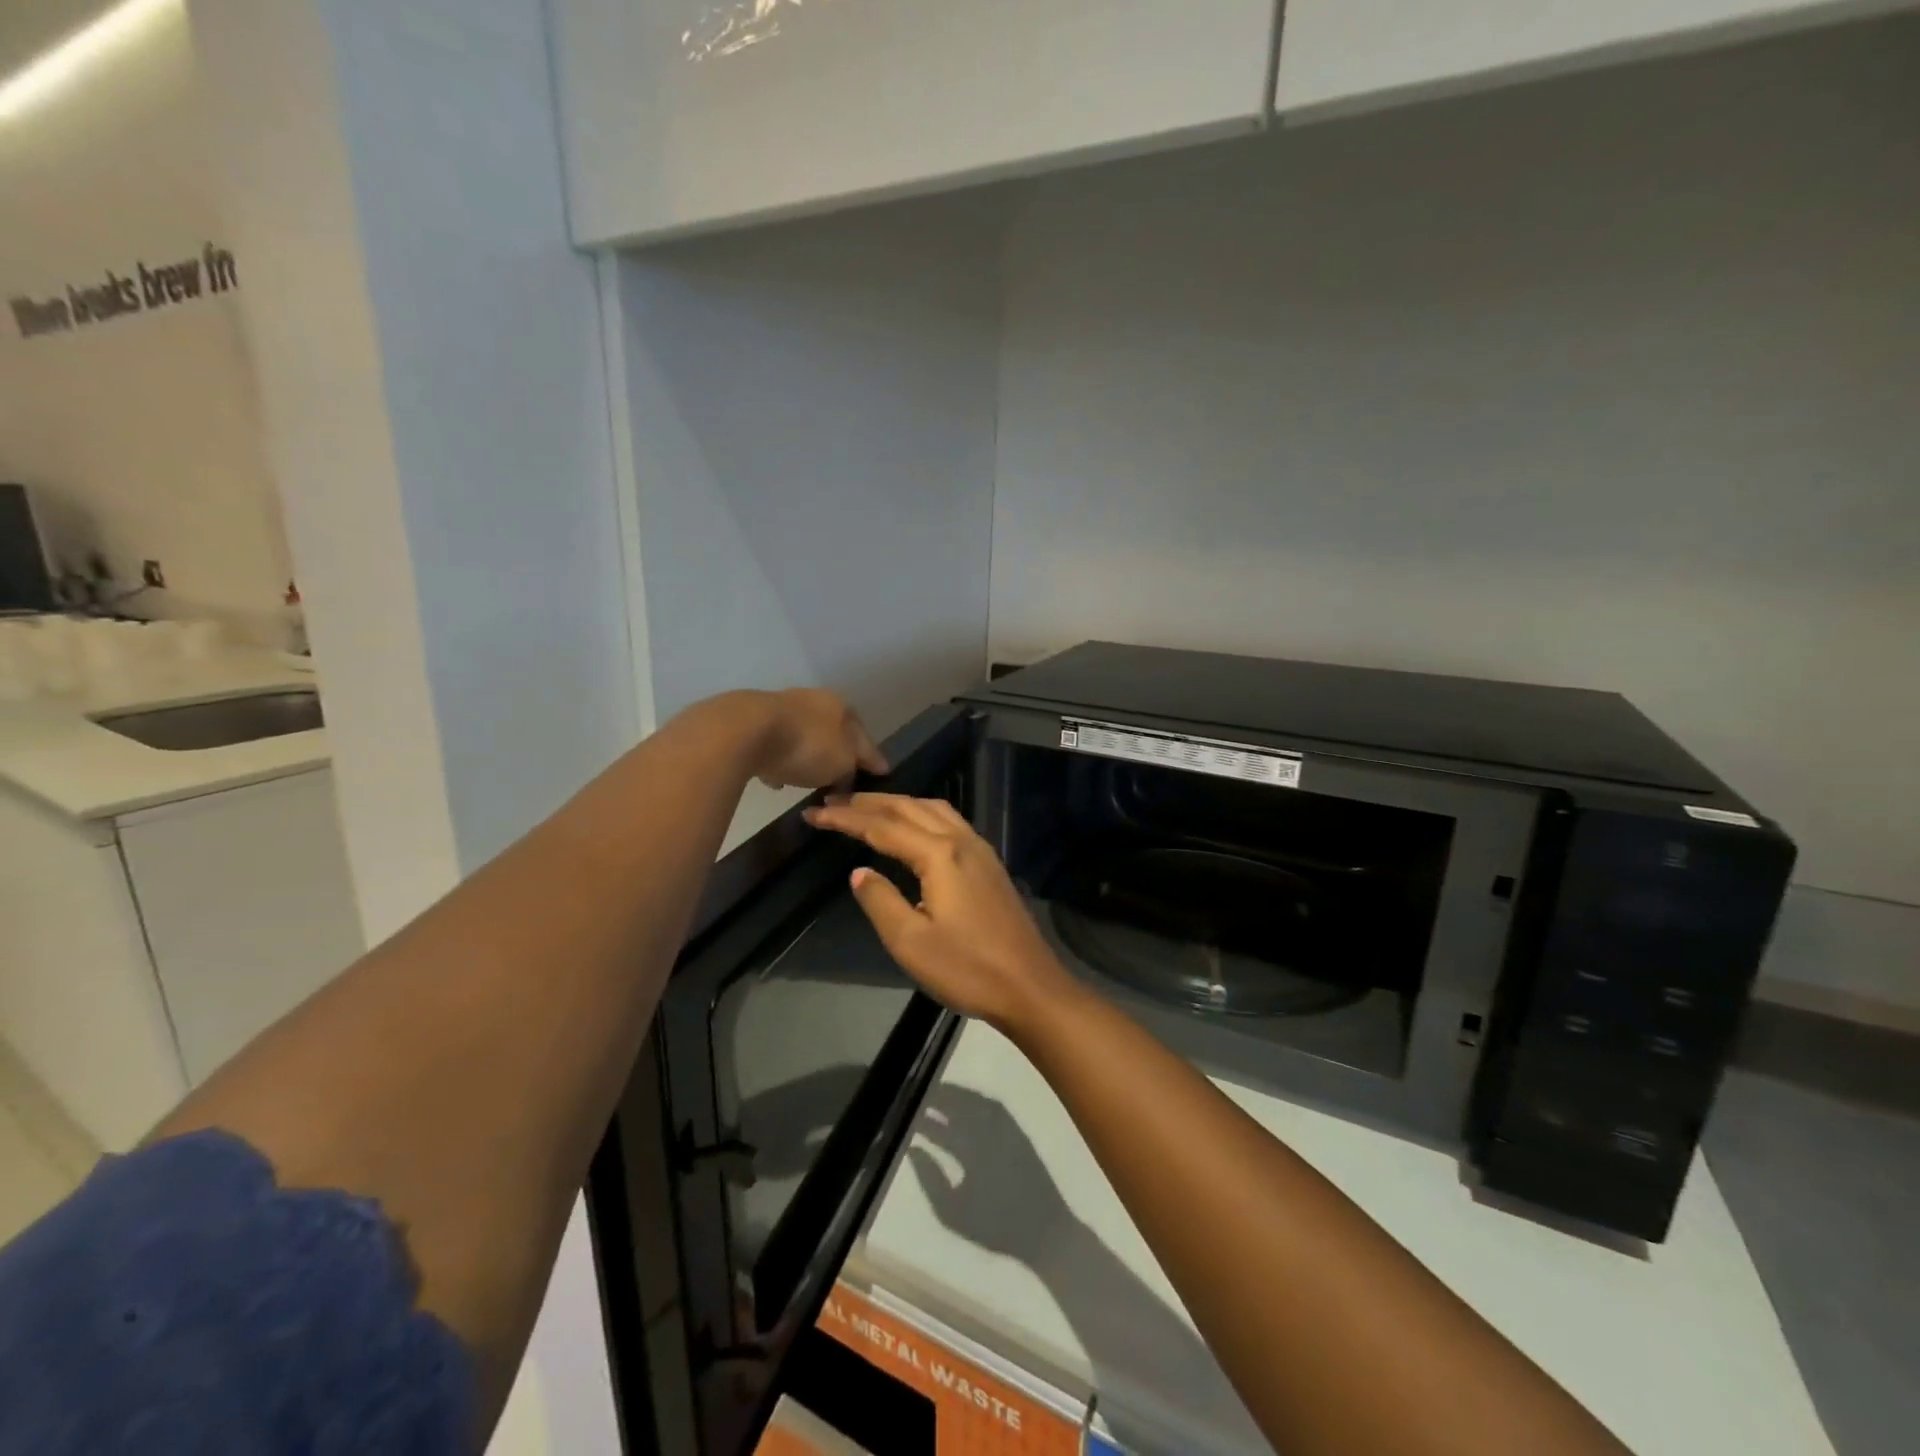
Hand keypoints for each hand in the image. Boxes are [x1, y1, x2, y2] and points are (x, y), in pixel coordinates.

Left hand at [751, 688, 886, 789]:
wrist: (746, 731)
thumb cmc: (807, 746)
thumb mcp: (842, 764)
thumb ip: (852, 770)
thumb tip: (849, 775)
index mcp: (841, 706)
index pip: (864, 736)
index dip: (872, 758)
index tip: (879, 775)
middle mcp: (814, 700)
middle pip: (832, 733)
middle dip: (837, 754)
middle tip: (841, 778)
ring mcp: (782, 708)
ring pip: (803, 737)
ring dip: (806, 757)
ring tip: (807, 781)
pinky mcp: (754, 721)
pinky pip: (776, 747)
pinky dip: (780, 761)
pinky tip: (776, 779)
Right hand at [801, 794, 1075, 1032]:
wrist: (1030, 986)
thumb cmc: (967, 969)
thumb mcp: (910, 942)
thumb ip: (880, 901)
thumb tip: (859, 872)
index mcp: (939, 855)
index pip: (882, 827)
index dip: (845, 819)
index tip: (813, 814)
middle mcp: (961, 840)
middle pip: (908, 808)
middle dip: (868, 803)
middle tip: (832, 802)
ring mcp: (980, 849)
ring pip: (932, 809)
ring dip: (896, 803)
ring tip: (866, 807)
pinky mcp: (989, 863)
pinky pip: (948, 821)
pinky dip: (920, 813)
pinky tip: (913, 826)